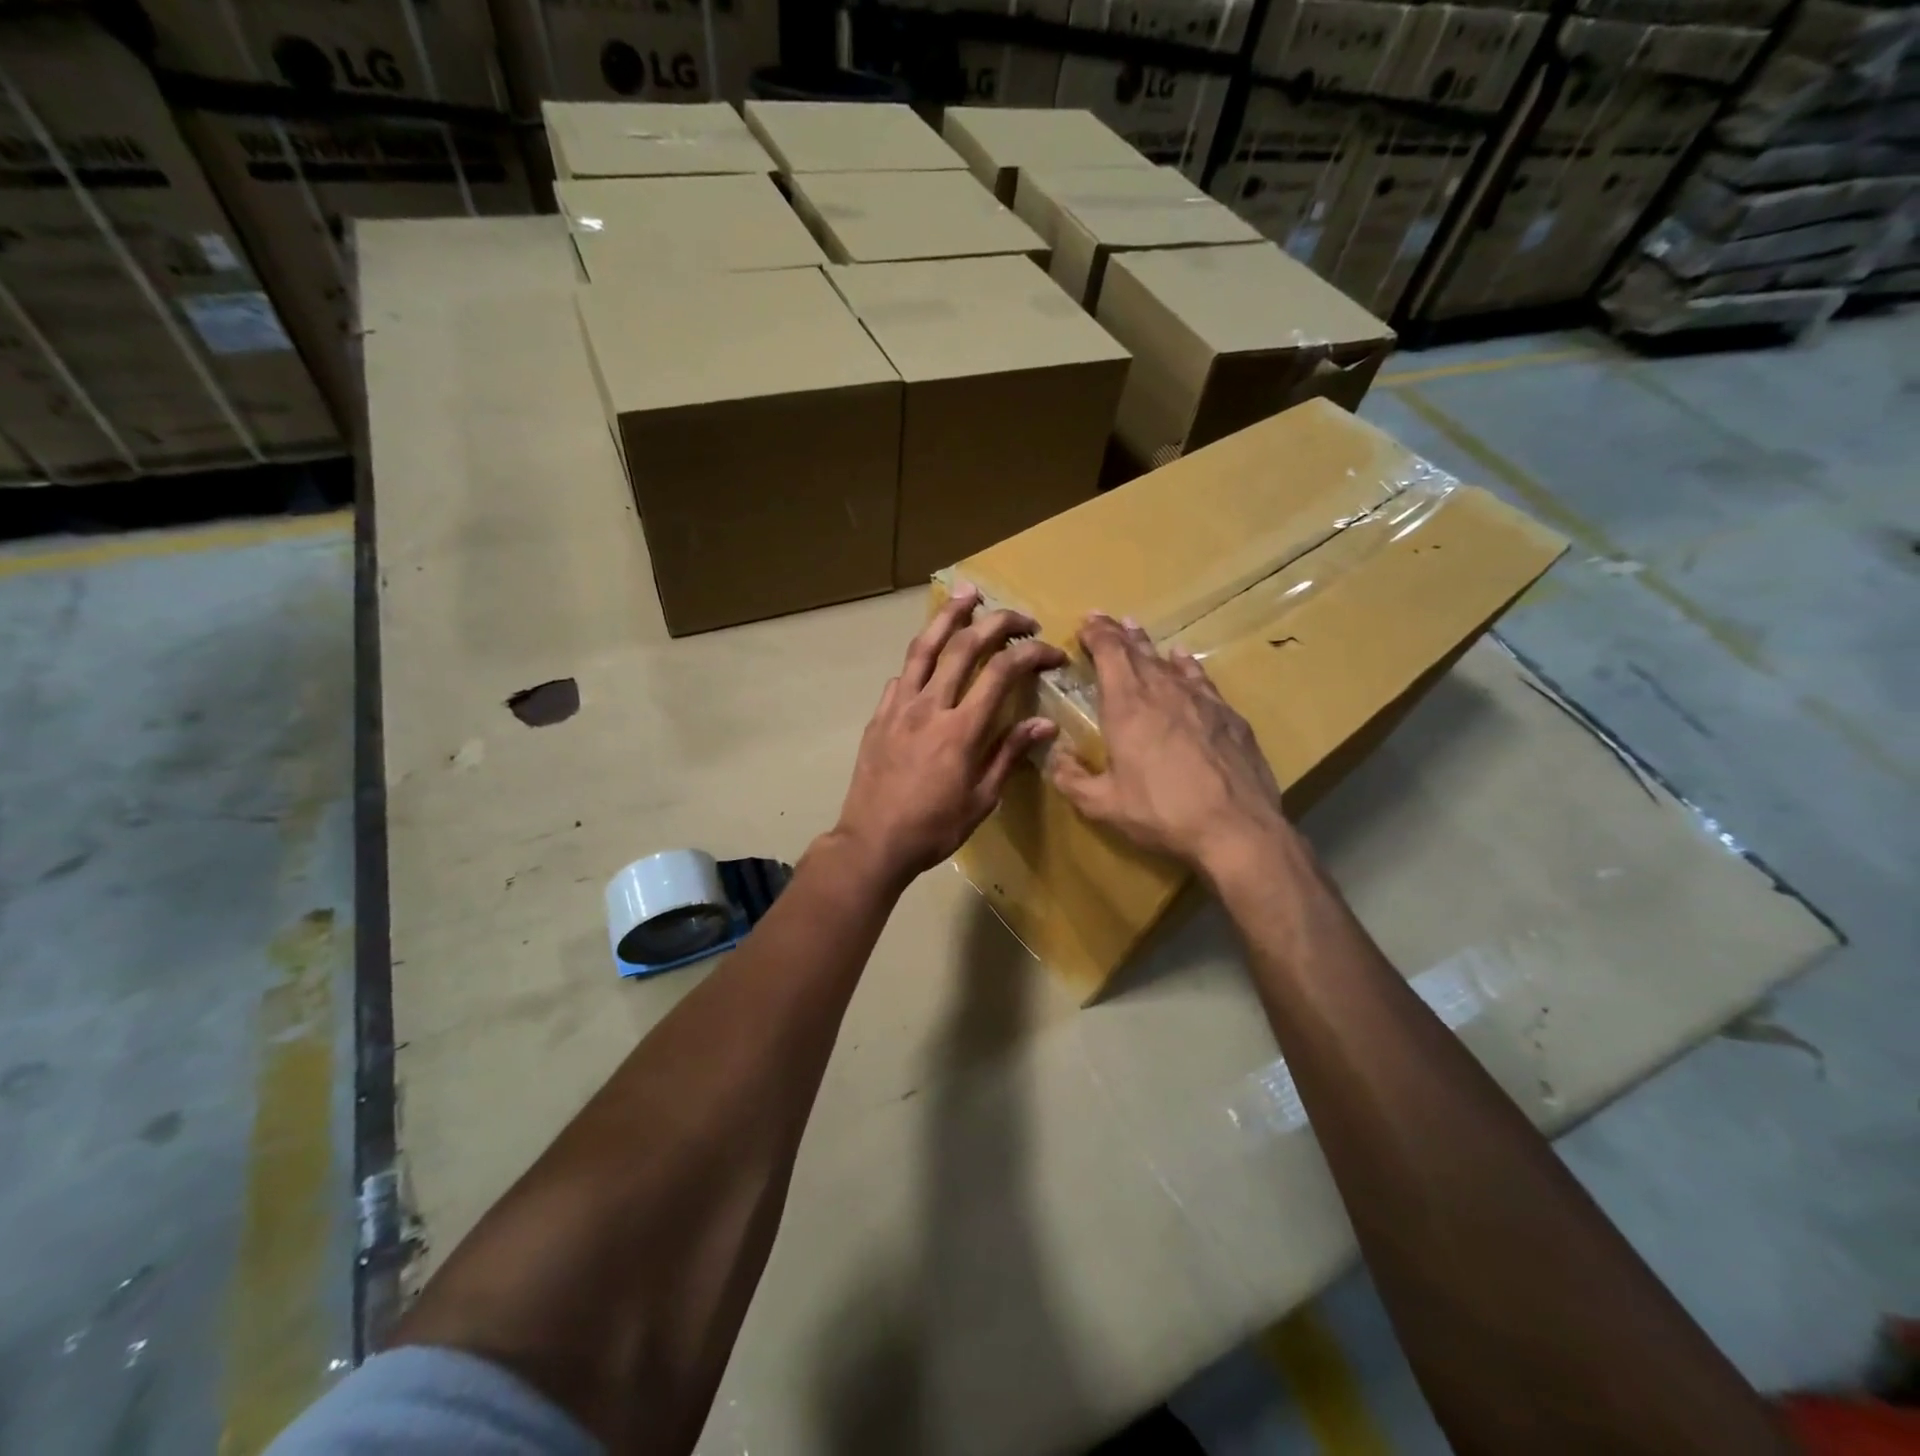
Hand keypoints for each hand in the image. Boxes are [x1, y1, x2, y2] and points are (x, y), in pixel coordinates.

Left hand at [833, 585, 1066, 884]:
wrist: (873, 841)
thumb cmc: (934, 827)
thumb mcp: (981, 798)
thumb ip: (1009, 754)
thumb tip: (1044, 725)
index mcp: (960, 729)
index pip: (1002, 672)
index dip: (1031, 653)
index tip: (1053, 652)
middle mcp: (929, 706)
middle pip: (963, 646)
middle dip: (997, 622)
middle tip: (1020, 616)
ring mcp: (899, 707)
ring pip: (924, 647)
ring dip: (948, 616)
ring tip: (967, 594)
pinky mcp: (879, 715)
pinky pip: (902, 675)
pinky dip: (921, 657)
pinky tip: (929, 655)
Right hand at [1047, 614, 1291, 873]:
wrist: (1235, 828)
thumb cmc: (1161, 813)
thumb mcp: (1103, 804)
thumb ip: (1072, 778)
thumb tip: (1054, 756)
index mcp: (1127, 708)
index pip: (1110, 655)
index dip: (1097, 635)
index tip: (1087, 622)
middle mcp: (1163, 692)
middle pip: (1138, 652)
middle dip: (1118, 634)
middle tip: (1106, 619)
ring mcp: (1201, 701)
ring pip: (1169, 662)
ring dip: (1150, 645)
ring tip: (1138, 630)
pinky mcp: (1229, 716)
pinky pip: (1201, 679)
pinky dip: (1187, 665)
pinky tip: (1185, 660)